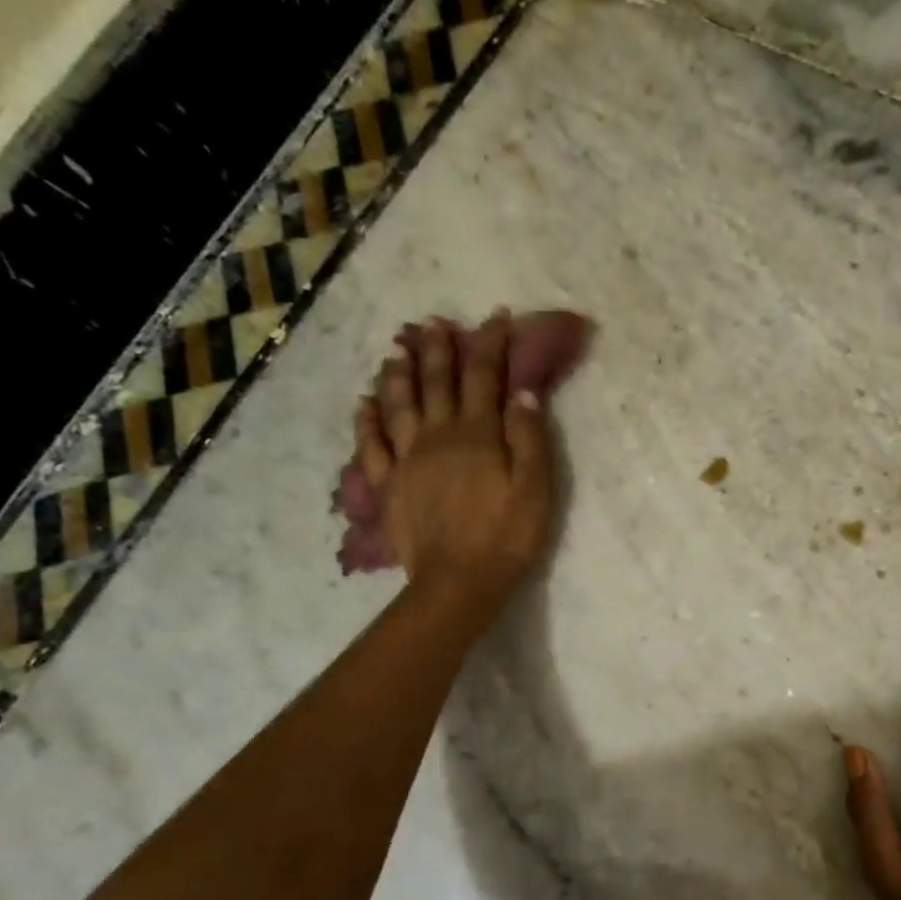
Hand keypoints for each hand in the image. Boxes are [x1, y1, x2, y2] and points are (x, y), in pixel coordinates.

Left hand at [353, 312, 555, 615]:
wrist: (458, 582)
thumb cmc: (507, 537)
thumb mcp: (536, 488)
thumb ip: (530, 437)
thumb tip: (522, 391)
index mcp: (478, 435)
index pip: (484, 377)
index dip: (490, 344)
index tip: (496, 317)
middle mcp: (438, 436)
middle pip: (438, 383)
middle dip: (439, 349)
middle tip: (435, 322)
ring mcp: (407, 460)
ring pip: (399, 404)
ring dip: (400, 373)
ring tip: (397, 348)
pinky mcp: (388, 486)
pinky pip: (372, 444)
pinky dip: (367, 419)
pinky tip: (365, 402)